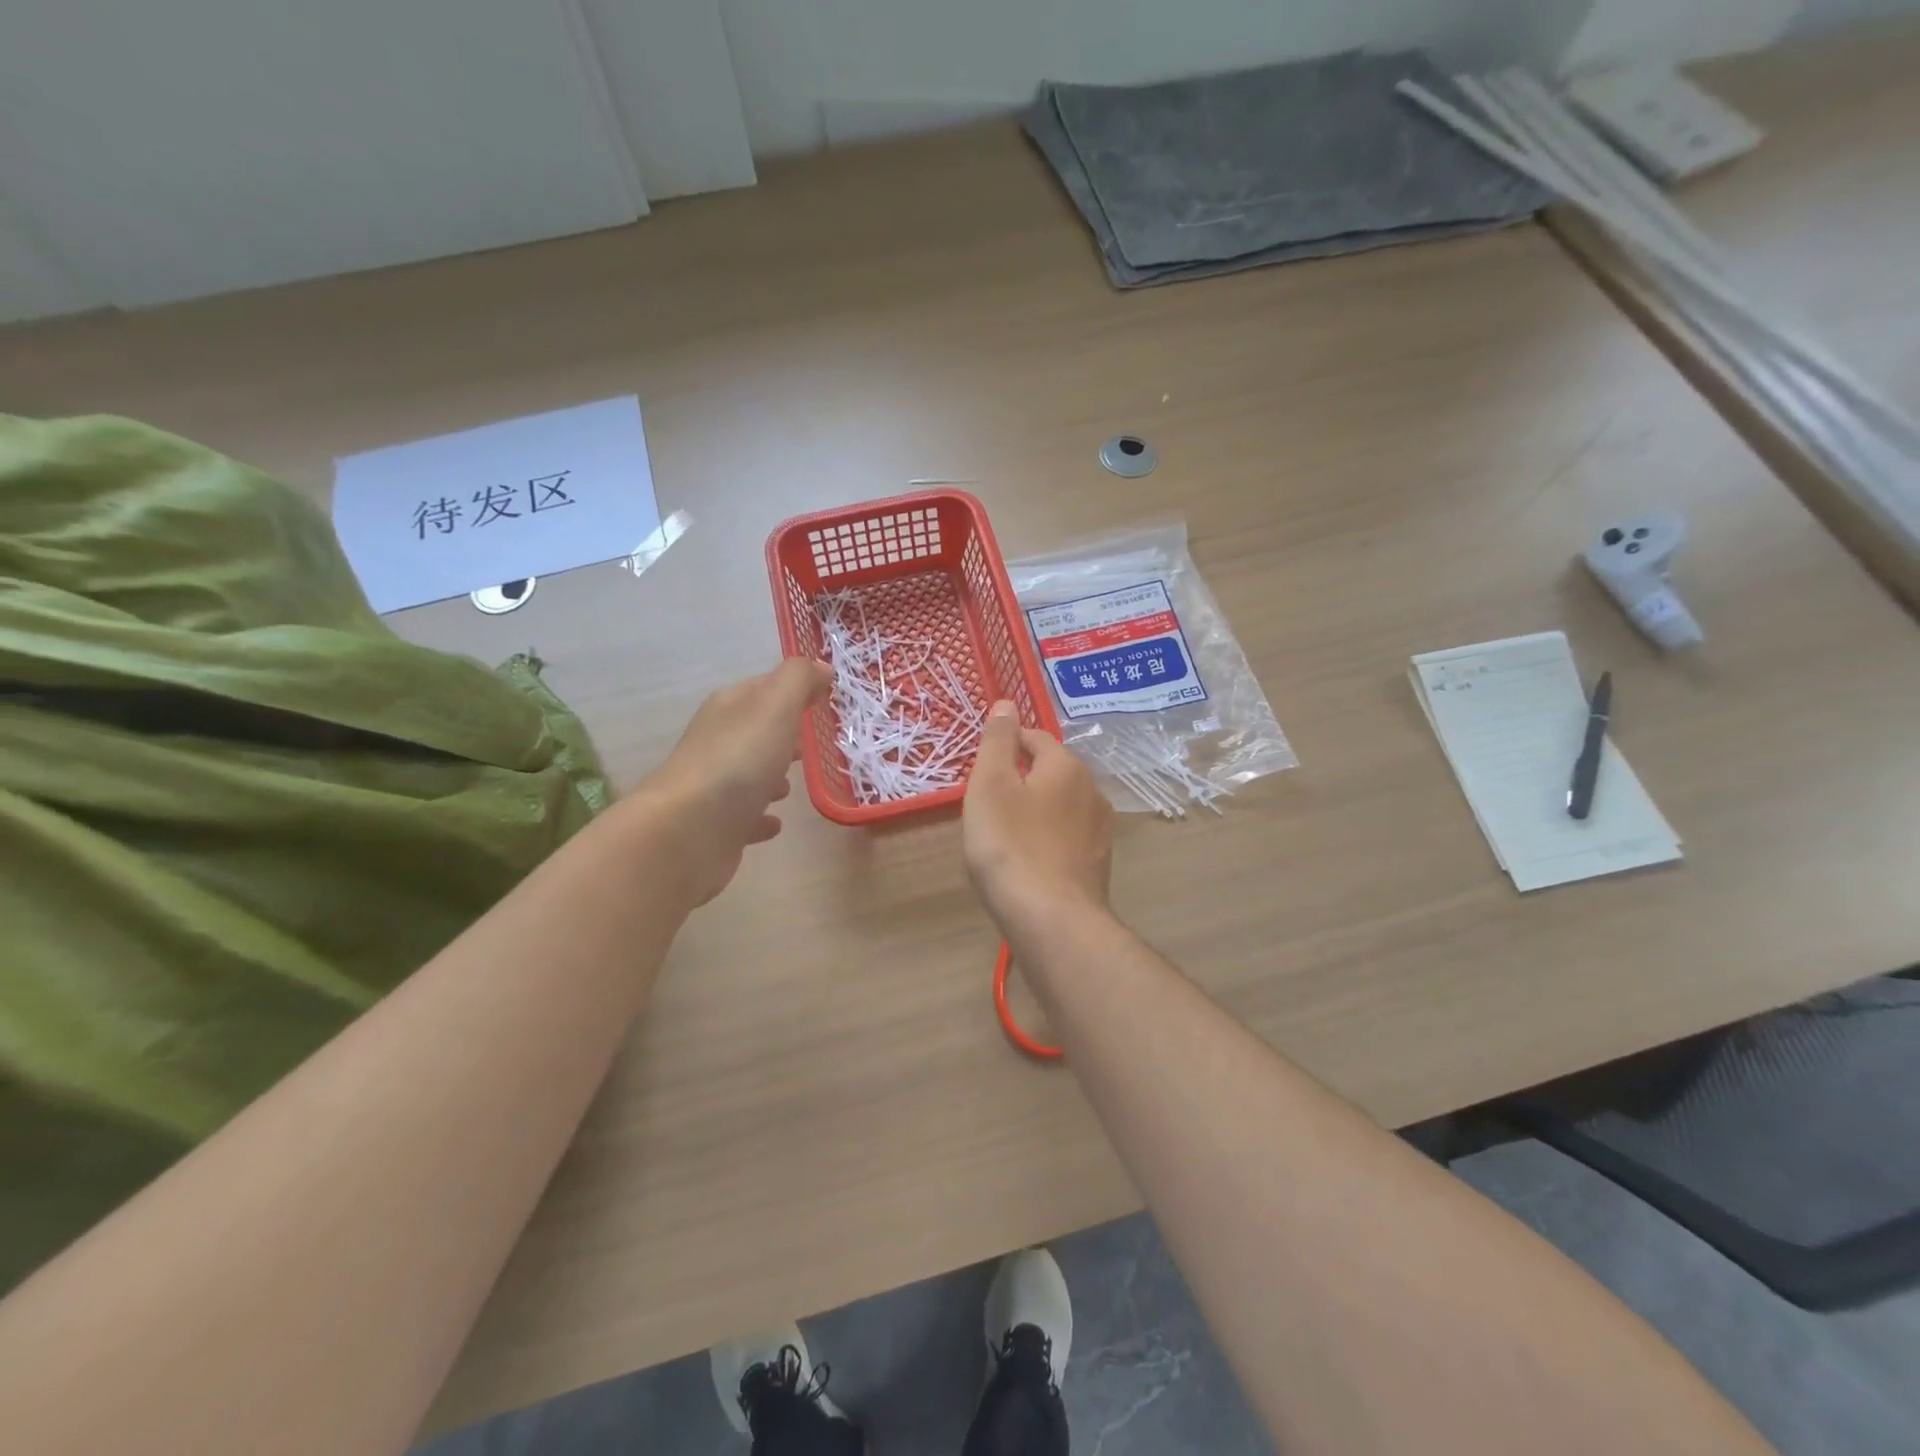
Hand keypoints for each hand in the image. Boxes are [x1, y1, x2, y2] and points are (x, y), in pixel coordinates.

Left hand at [635, 657, 831, 904]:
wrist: (688, 830)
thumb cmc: (738, 760)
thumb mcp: (775, 705)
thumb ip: (798, 680)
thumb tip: (820, 666)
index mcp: (730, 707)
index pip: (765, 687)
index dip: (794, 689)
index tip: (825, 697)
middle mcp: (718, 741)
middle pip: (757, 731)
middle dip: (784, 734)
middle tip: (815, 743)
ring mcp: (715, 786)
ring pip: (749, 773)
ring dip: (771, 775)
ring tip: (795, 785)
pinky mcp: (717, 826)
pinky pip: (745, 816)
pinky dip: (761, 816)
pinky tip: (775, 823)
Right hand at [963, 701, 1112, 932]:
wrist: (1052, 920)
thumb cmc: (1011, 845)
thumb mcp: (990, 785)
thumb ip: (997, 741)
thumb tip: (1006, 703)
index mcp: (1066, 765)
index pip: (1034, 737)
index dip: (1005, 747)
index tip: (981, 771)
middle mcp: (1092, 791)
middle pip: (1050, 771)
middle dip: (1021, 780)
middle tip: (987, 806)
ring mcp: (1100, 830)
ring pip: (1061, 806)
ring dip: (1036, 811)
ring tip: (1006, 836)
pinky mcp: (1098, 864)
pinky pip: (1067, 838)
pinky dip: (1047, 840)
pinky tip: (1029, 862)